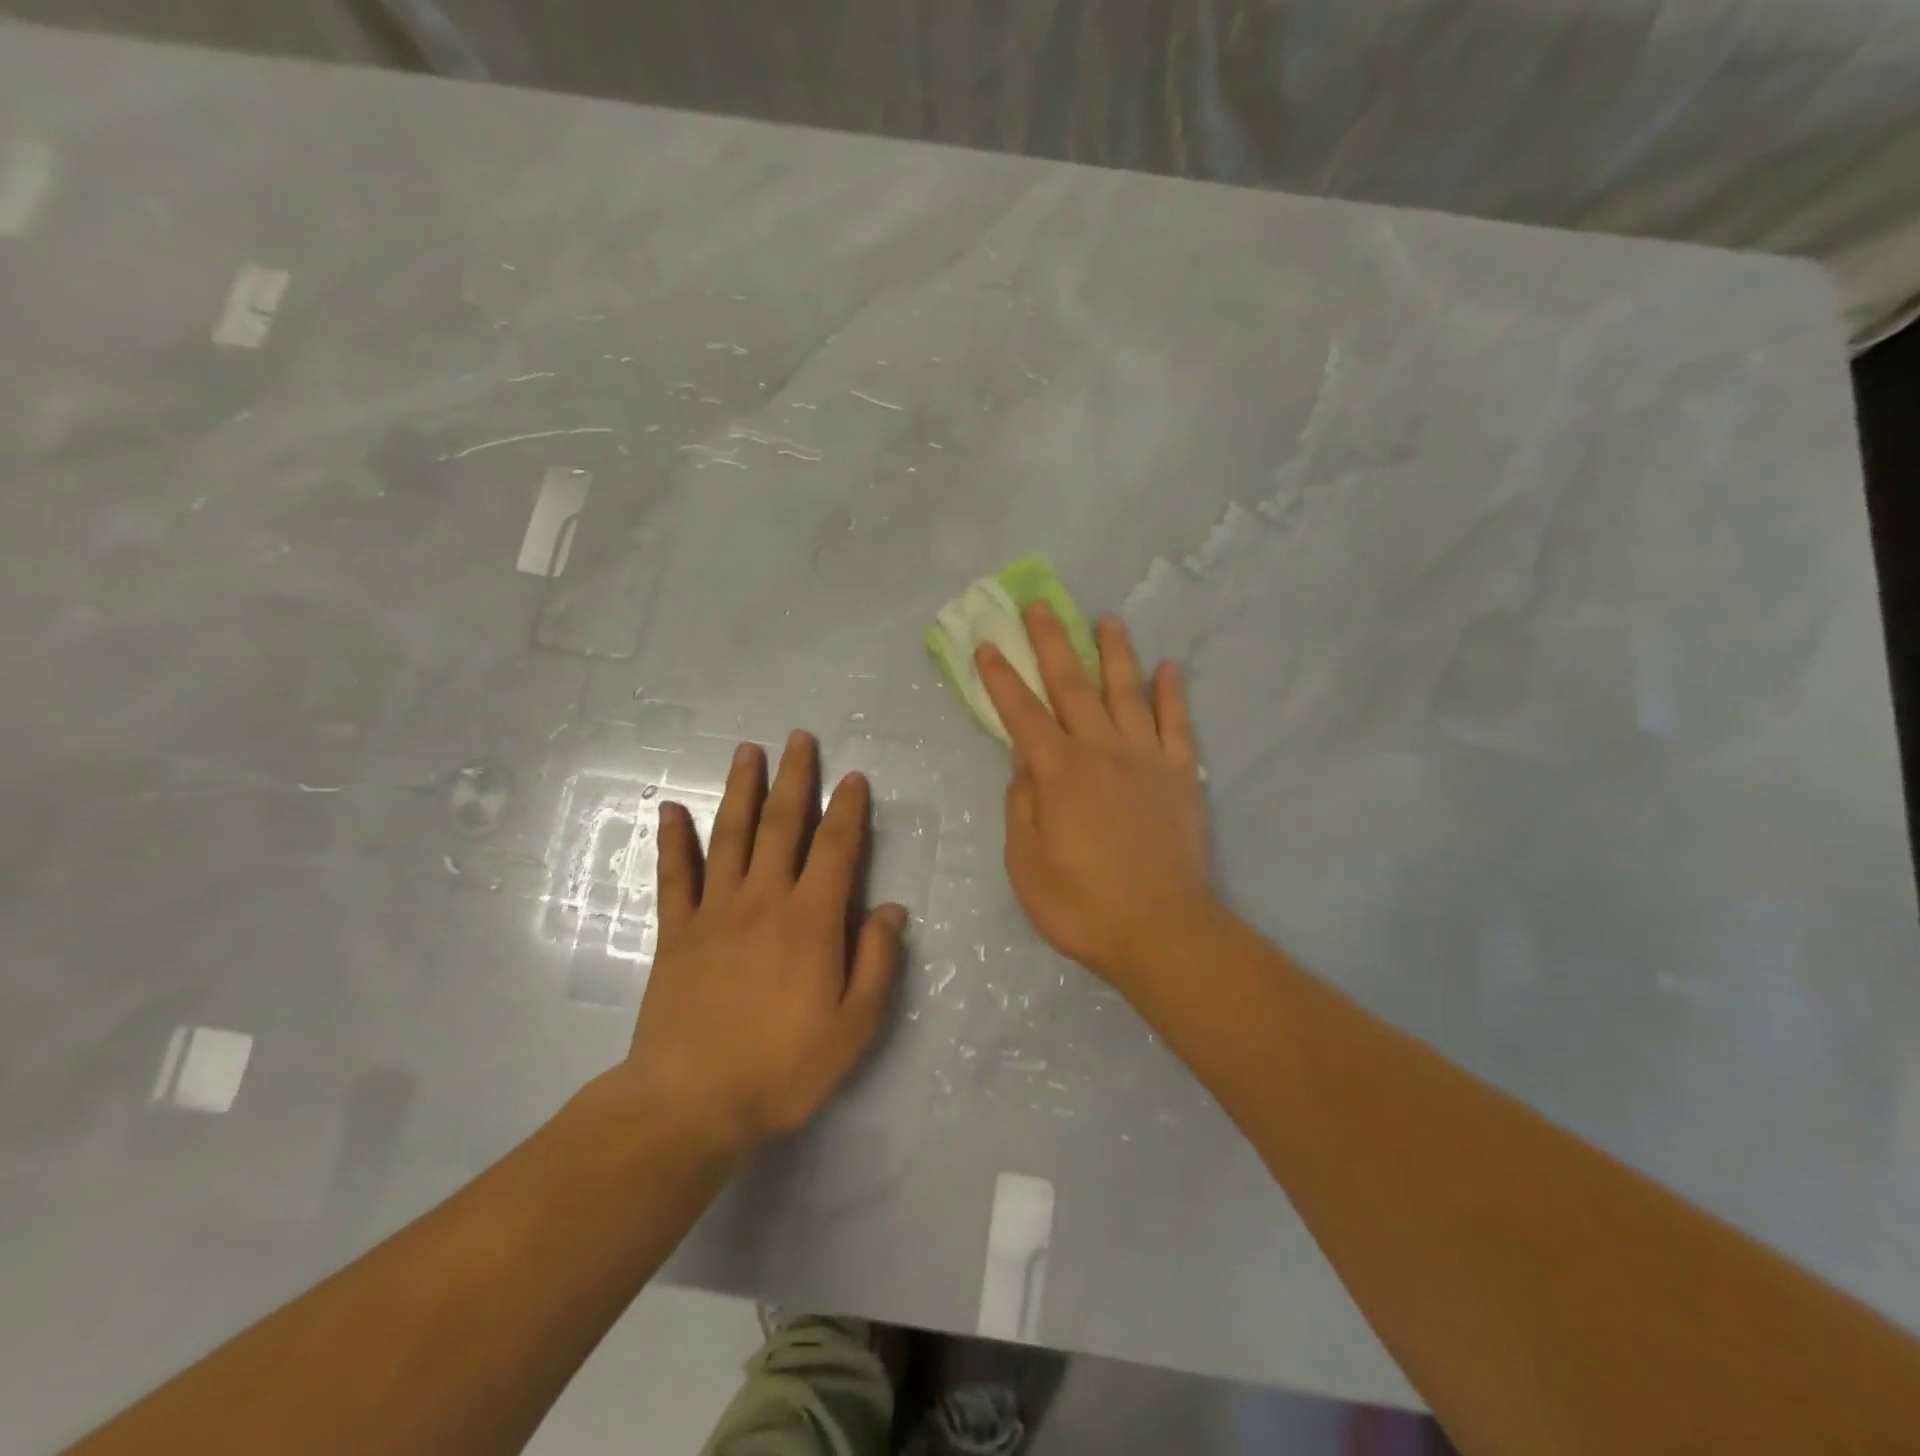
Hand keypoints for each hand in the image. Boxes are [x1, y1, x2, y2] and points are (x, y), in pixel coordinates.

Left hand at [621, 731, 907, 1152]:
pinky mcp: (677, 933)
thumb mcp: (854, 1027)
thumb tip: (890, 910)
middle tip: (798, 738)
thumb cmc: (783, 1068)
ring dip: (740, 790)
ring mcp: (714, 912)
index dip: (847, 809)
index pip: (836, 848)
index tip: (853, 778)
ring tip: (746, 752)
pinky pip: (675, 876)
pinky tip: (671, 809)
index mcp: (811, 920)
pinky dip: (673, 840)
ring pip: (729, 836)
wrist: (691, 1104)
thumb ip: (876, 962)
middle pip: (781, 825)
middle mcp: (763, 900)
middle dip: (793, 778)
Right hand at [976, 604, 1213, 994]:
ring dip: (1115, 653)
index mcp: (1058, 772)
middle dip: (1052, 643)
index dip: (1002, 678)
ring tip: (1107, 619)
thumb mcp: (1026, 863)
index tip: (987, 644)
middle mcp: (1102, 751)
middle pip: (1073, 686)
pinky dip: (1172, 694)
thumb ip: (1022, 805)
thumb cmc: (1082, 905)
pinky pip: (1177, 724)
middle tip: (1041, 606)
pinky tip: (1169, 668)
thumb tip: (1024, 763)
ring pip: (1128, 692)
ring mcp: (1147, 758)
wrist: (1162, 931)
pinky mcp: (1182, 775)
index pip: (1022, 714)